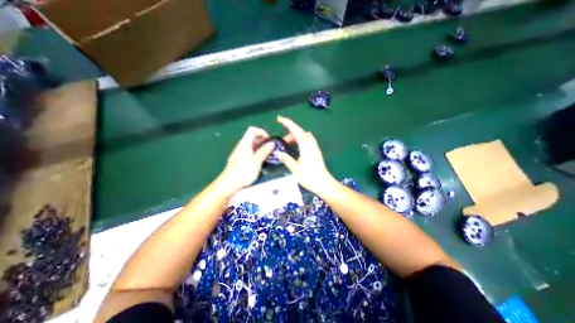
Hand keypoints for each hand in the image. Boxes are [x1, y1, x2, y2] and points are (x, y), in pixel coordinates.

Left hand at [218, 126, 275, 194]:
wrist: (229, 183)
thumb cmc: (243, 172)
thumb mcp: (257, 161)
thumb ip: (264, 151)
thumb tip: (272, 143)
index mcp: (245, 143)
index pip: (252, 130)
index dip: (262, 132)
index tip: (269, 140)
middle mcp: (242, 146)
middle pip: (253, 137)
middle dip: (263, 141)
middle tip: (271, 148)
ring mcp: (241, 152)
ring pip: (252, 145)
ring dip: (261, 147)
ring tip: (269, 155)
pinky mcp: (241, 159)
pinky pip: (251, 151)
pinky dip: (257, 153)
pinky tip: (262, 160)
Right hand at [274, 116, 337, 193]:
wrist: (324, 184)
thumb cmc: (310, 177)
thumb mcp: (296, 169)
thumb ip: (286, 159)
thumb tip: (277, 152)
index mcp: (306, 147)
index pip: (296, 131)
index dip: (288, 123)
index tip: (280, 119)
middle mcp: (311, 144)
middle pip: (300, 132)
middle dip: (290, 132)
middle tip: (282, 140)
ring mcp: (315, 147)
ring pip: (305, 136)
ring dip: (296, 136)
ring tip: (288, 144)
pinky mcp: (316, 151)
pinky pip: (308, 141)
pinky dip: (300, 140)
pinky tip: (297, 149)